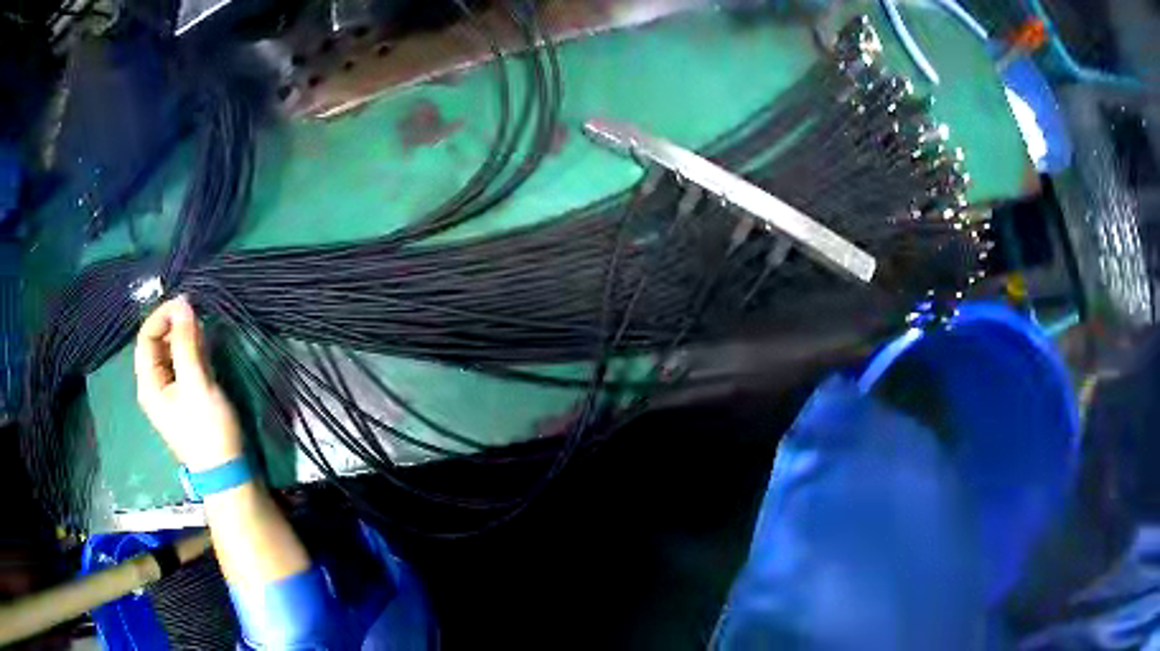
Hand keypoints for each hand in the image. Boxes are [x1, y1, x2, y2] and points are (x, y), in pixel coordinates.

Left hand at [134, 296, 242, 471]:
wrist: (226, 472)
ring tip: (203, 330)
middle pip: (157, 344)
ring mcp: (170, 393)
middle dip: (174, 325)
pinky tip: (205, 348)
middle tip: (197, 316)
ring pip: (170, 353)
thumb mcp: (196, 384)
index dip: (162, 316)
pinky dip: (191, 352)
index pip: (146, 337)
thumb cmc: (207, 429)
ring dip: (184, 337)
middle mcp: (155, 386)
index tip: (185, 303)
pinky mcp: (185, 398)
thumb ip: (186, 343)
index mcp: (149, 384)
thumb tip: (182, 304)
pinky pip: (182, 365)